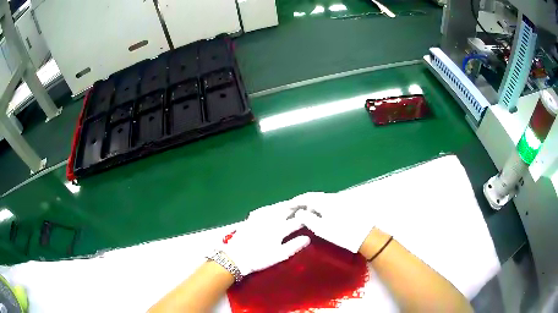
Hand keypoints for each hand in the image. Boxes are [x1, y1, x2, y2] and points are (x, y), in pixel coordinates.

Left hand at [221, 204, 310, 276]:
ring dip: (285, 205)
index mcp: (279, 228)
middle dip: (296, 206)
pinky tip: (272, 208)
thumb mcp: (279, 255)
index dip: (306, 217)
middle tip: (304, 205)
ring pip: (275, 207)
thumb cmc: (259, 258)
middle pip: (286, 209)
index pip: (296, 220)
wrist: (235, 257)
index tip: (313, 215)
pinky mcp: (251, 218)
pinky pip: (264, 209)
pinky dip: (272, 207)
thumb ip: (294, 246)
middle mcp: (270, 219)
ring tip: (292, 205)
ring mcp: (259, 217)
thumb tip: (308, 238)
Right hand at [294, 192, 374, 252]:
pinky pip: (326, 203)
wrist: (365, 236)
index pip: (305, 197)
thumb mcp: (321, 228)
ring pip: (320, 200)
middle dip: (300, 204)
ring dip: (309, 206)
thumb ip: (307, 218)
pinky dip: (317, 208)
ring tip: (301, 216)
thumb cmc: (342, 233)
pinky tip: (316, 216)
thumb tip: (299, 212)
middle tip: (291, 213)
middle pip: (312, 197)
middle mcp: (331, 197)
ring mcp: (339, 200)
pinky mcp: (344, 206)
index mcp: (325, 201)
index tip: (285, 209)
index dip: (294, 202)